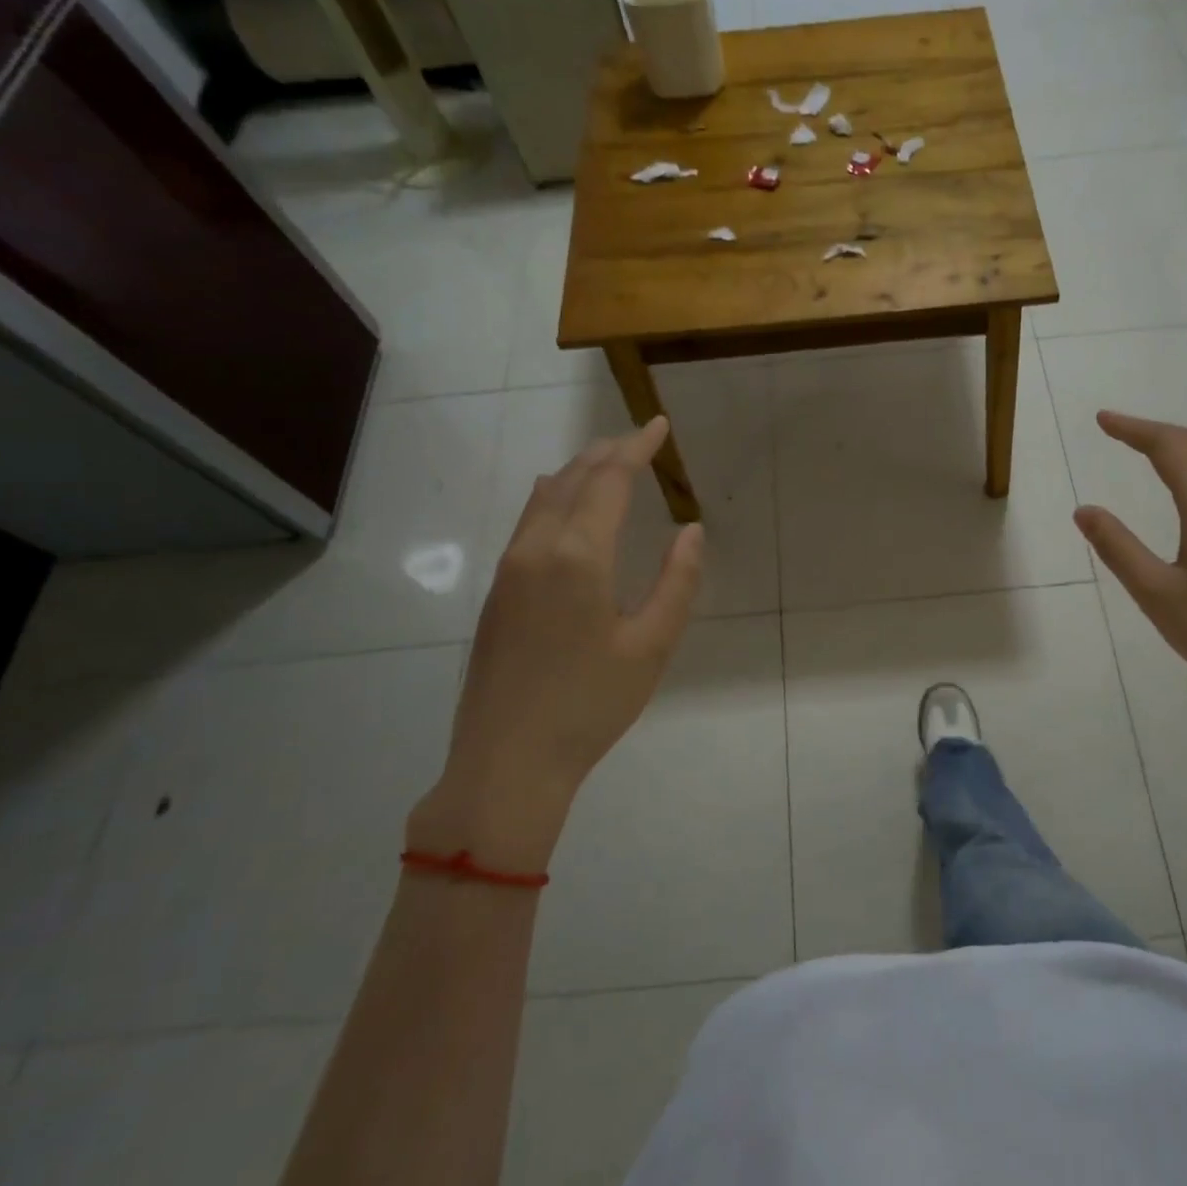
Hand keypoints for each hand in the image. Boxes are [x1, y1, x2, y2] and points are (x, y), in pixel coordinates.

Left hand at [408, 418, 703, 872]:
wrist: (507, 761)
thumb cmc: (591, 705)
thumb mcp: (651, 646)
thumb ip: (677, 582)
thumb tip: (691, 530)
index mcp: (578, 556)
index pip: (610, 480)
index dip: (637, 447)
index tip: (659, 425)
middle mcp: (536, 548)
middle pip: (573, 478)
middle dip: (608, 453)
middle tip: (639, 439)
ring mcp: (508, 569)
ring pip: (544, 497)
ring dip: (578, 472)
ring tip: (608, 464)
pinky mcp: (496, 592)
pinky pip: (528, 521)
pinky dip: (555, 498)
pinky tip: (567, 508)